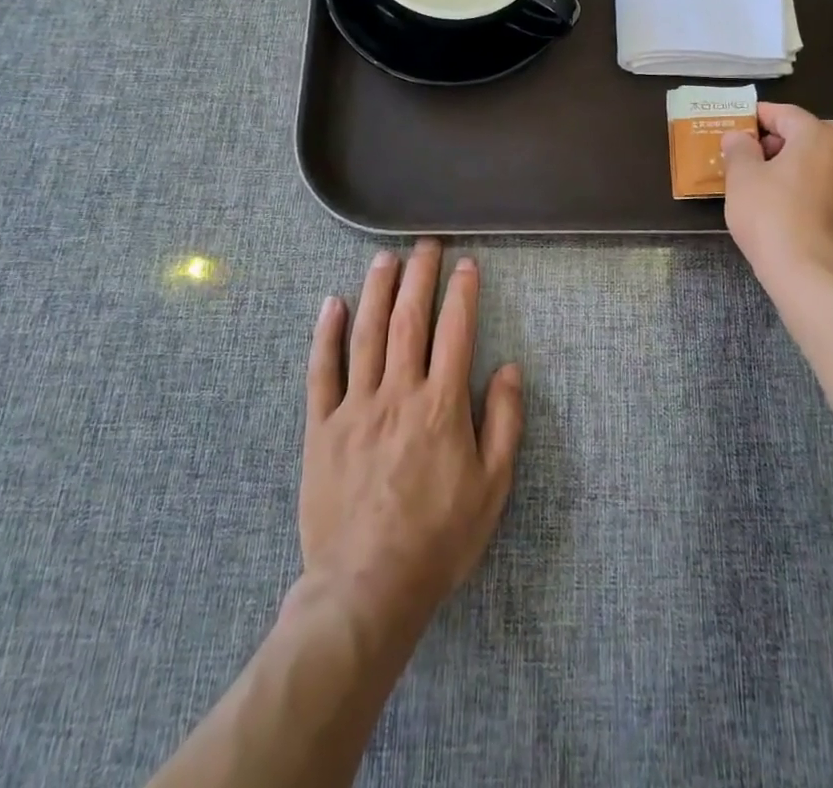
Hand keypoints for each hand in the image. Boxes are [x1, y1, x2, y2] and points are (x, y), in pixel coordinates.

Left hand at [299, 240, 523, 645]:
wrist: (367, 588)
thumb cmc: (439, 539)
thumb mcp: (492, 488)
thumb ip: (504, 423)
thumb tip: (510, 369)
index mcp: (441, 406)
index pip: (455, 332)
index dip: (462, 293)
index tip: (466, 265)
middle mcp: (398, 394)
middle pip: (409, 320)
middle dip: (419, 276)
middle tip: (425, 244)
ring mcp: (355, 407)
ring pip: (366, 334)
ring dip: (376, 290)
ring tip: (385, 258)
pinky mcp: (322, 427)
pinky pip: (321, 372)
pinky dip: (326, 335)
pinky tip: (332, 304)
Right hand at [721, 103, 832, 305]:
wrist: (819, 279)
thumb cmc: (774, 219)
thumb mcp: (742, 179)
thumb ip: (739, 149)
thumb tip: (739, 136)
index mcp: (819, 135)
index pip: (784, 113)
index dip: (757, 117)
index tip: (738, 127)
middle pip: (812, 135)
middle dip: (784, 142)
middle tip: (756, 159)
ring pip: (829, 163)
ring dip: (804, 167)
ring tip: (776, 188)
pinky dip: (820, 192)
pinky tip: (799, 214)